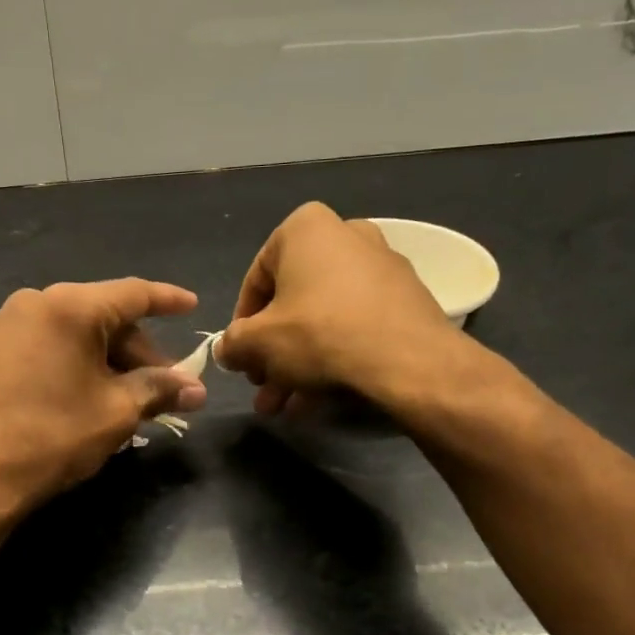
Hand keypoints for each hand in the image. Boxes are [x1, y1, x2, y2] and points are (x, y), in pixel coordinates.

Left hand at [0, 279, 207, 517]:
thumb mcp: (118, 411)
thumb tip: (195, 389)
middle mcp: (30, 303)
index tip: (191, 305)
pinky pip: (33, 344)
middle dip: (133, 347)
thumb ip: (160, 389)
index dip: (167, 300)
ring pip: (64, 330)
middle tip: (158, 382)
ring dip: (97, 355)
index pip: (132, 294)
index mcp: (69, 307)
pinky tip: (67, 392)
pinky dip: (59, 360)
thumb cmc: (56, 437)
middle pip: (97, 314)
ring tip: (114, 393)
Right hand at [216, 202, 469, 414]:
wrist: (408, 361)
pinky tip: (315, 400)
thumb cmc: (319, 334)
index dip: (242, 324)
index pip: (256, 279)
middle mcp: (346, 236)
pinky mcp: (405, 301)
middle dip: (272, 351)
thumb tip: (227, 350)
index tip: (240, 357)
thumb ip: (232, 343)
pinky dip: (332, 358)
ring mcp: (381, 268)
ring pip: (322, 319)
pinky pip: (354, 327)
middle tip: (261, 386)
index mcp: (306, 228)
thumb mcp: (257, 342)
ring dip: (297, 363)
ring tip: (283, 406)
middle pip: (292, 302)